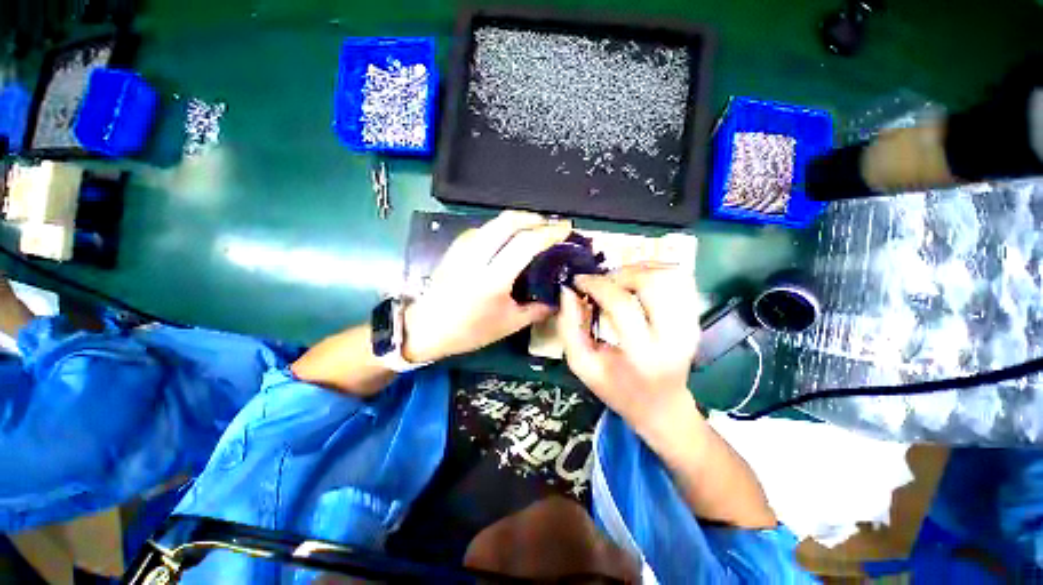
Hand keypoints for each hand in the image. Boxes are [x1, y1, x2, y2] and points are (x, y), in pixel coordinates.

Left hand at [404, 211, 571, 362]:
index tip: (566, 229)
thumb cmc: (468, 331)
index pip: (526, 244)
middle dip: (534, 218)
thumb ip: (536, 310)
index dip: (550, 233)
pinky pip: (482, 228)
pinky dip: (500, 227)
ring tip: (533, 228)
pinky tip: (507, 237)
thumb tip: (556, 301)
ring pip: (494, 221)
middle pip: (508, 221)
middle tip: (551, 225)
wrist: (426, 328)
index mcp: (493, 279)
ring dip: (517, 220)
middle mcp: (477, 257)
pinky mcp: (454, 249)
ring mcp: (462, 250)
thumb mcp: (508, 325)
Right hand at [558, 265, 701, 437]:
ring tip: (619, 282)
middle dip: (619, 274)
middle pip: (652, 283)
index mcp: (643, 355)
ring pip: (670, 275)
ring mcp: (690, 324)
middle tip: (601, 283)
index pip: (622, 305)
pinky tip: (638, 282)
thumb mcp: (582, 365)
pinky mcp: (695, 317)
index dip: (596, 285)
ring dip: (638, 270)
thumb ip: (569, 327)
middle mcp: (674, 336)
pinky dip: (656, 271)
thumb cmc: (617, 389)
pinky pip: (680, 279)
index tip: (578, 281)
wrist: (662, 405)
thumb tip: (567, 291)